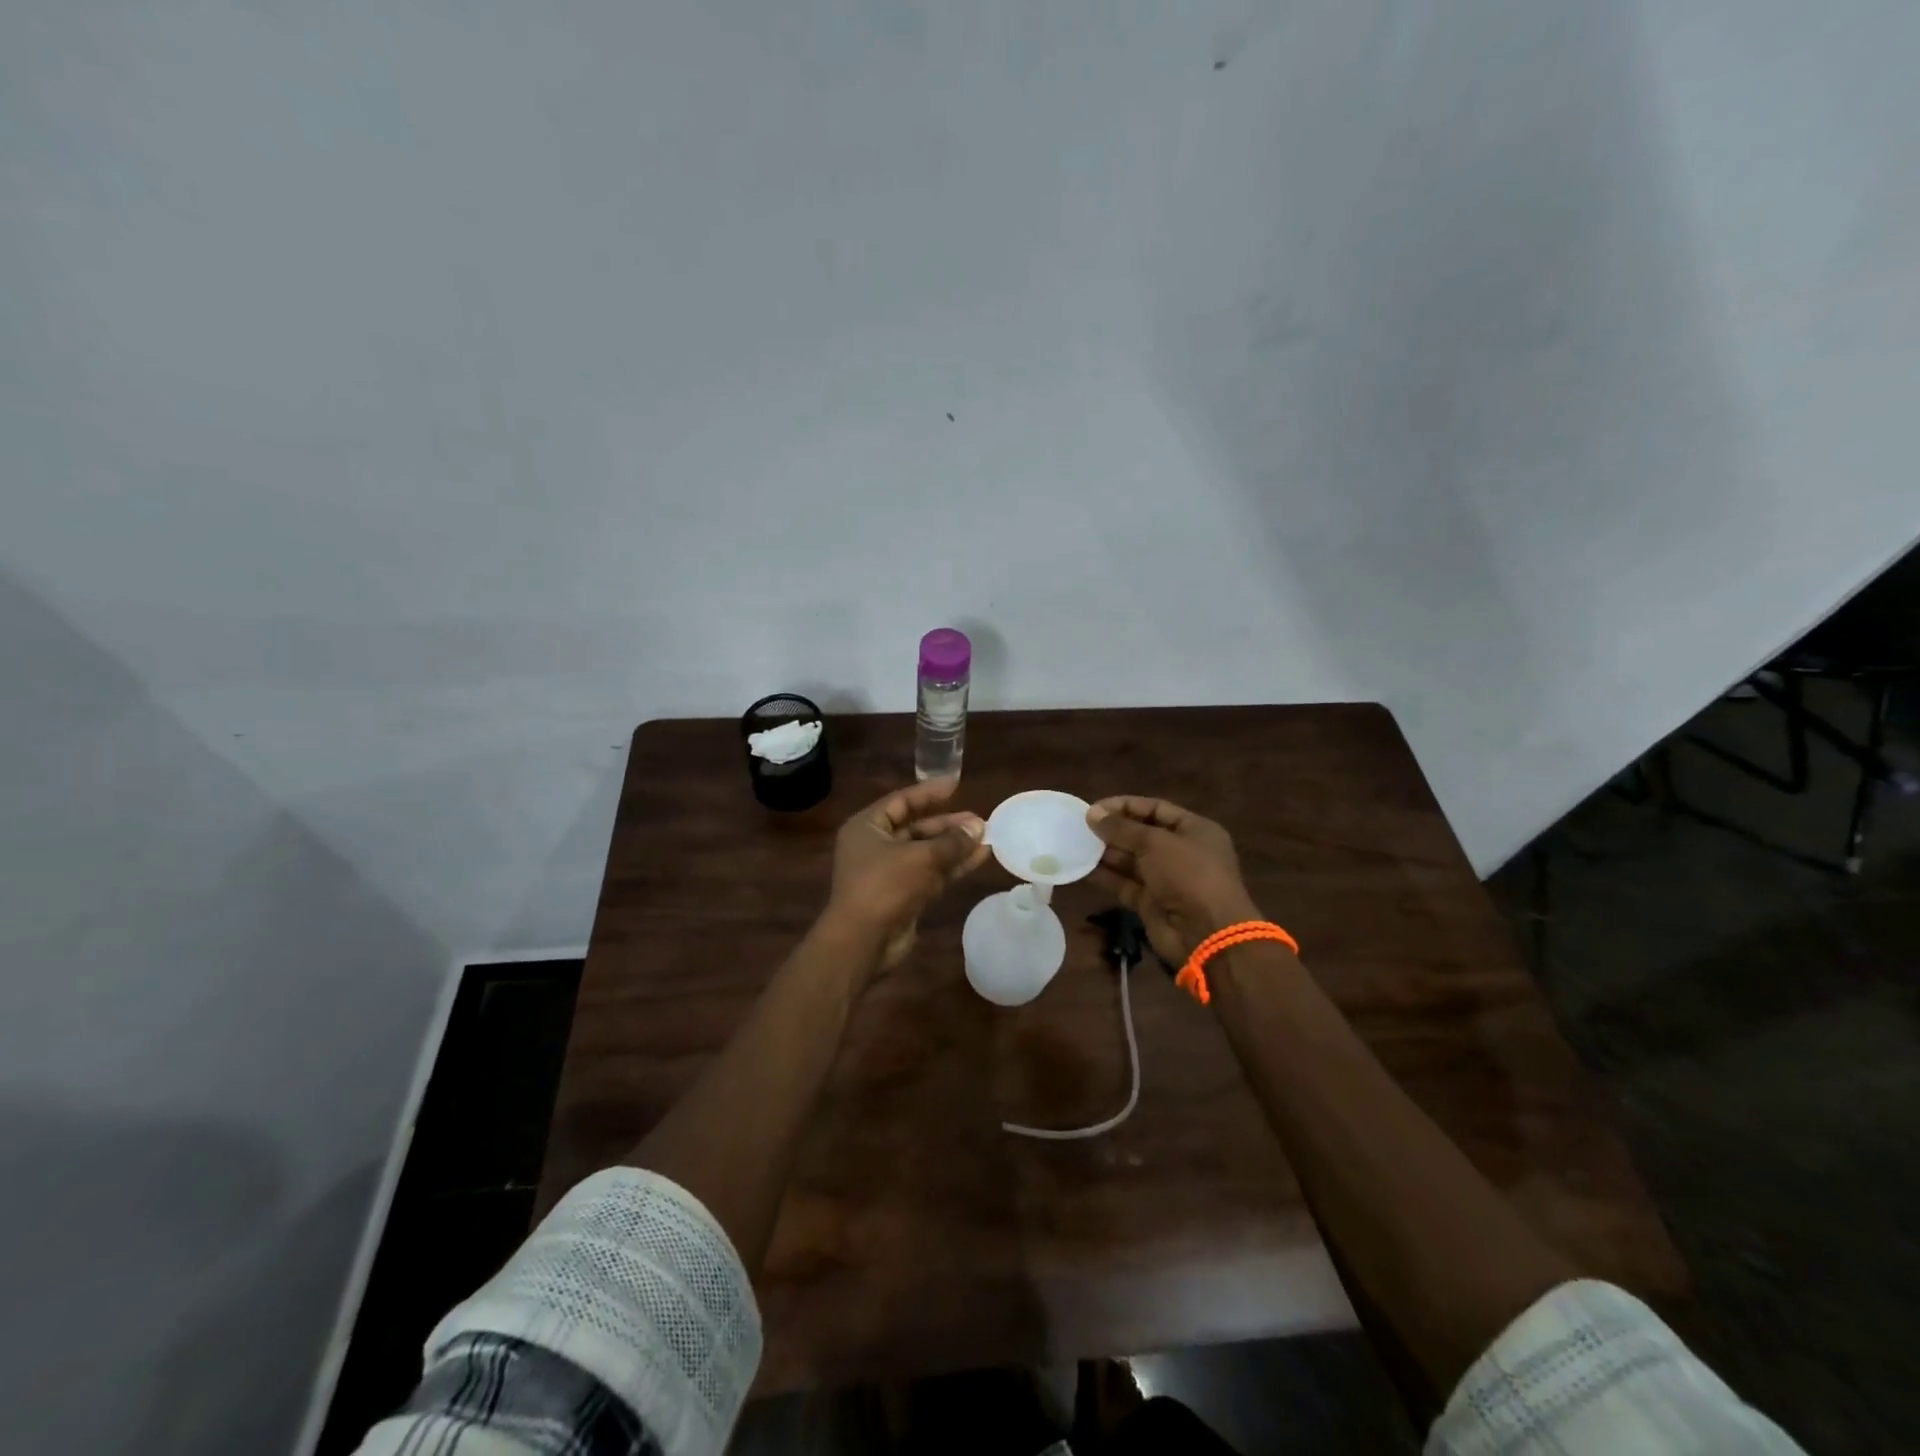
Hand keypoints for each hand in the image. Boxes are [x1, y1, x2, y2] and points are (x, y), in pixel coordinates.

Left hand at [827, 778, 991, 968]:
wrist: (863, 941)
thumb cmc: (885, 886)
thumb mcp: (921, 857)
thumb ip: (952, 841)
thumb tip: (979, 826)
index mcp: (867, 827)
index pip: (901, 801)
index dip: (929, 793)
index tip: (956, 785)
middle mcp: (875, 846)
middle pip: (916, 827)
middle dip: (947, 824)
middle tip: (979, 820)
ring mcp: (889, 873)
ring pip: (926, 852)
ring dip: (954, 846)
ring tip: (986, 837)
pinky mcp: (903, 895)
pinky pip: (931, 873)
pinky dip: (952, 866)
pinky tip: (978, 858)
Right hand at [1086, 796, 1259, 965]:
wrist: (1206, 933)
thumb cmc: (1188, 874)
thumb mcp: (1155, 843)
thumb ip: (1122, 828)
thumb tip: (1092, 813)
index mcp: (1194, 830)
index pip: (1156, 809)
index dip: (1125, 806)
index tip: (1095, 808)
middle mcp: (1182, 852)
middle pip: (1142, 835)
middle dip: (1113, 830)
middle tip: (1081, 827)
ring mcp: (1167, 879)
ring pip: (1131, 860)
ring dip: (1106, 853)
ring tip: (1076, 845)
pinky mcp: (1152, 903)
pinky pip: (1125, 884)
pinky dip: (1106, 876)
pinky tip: (1082, 868)